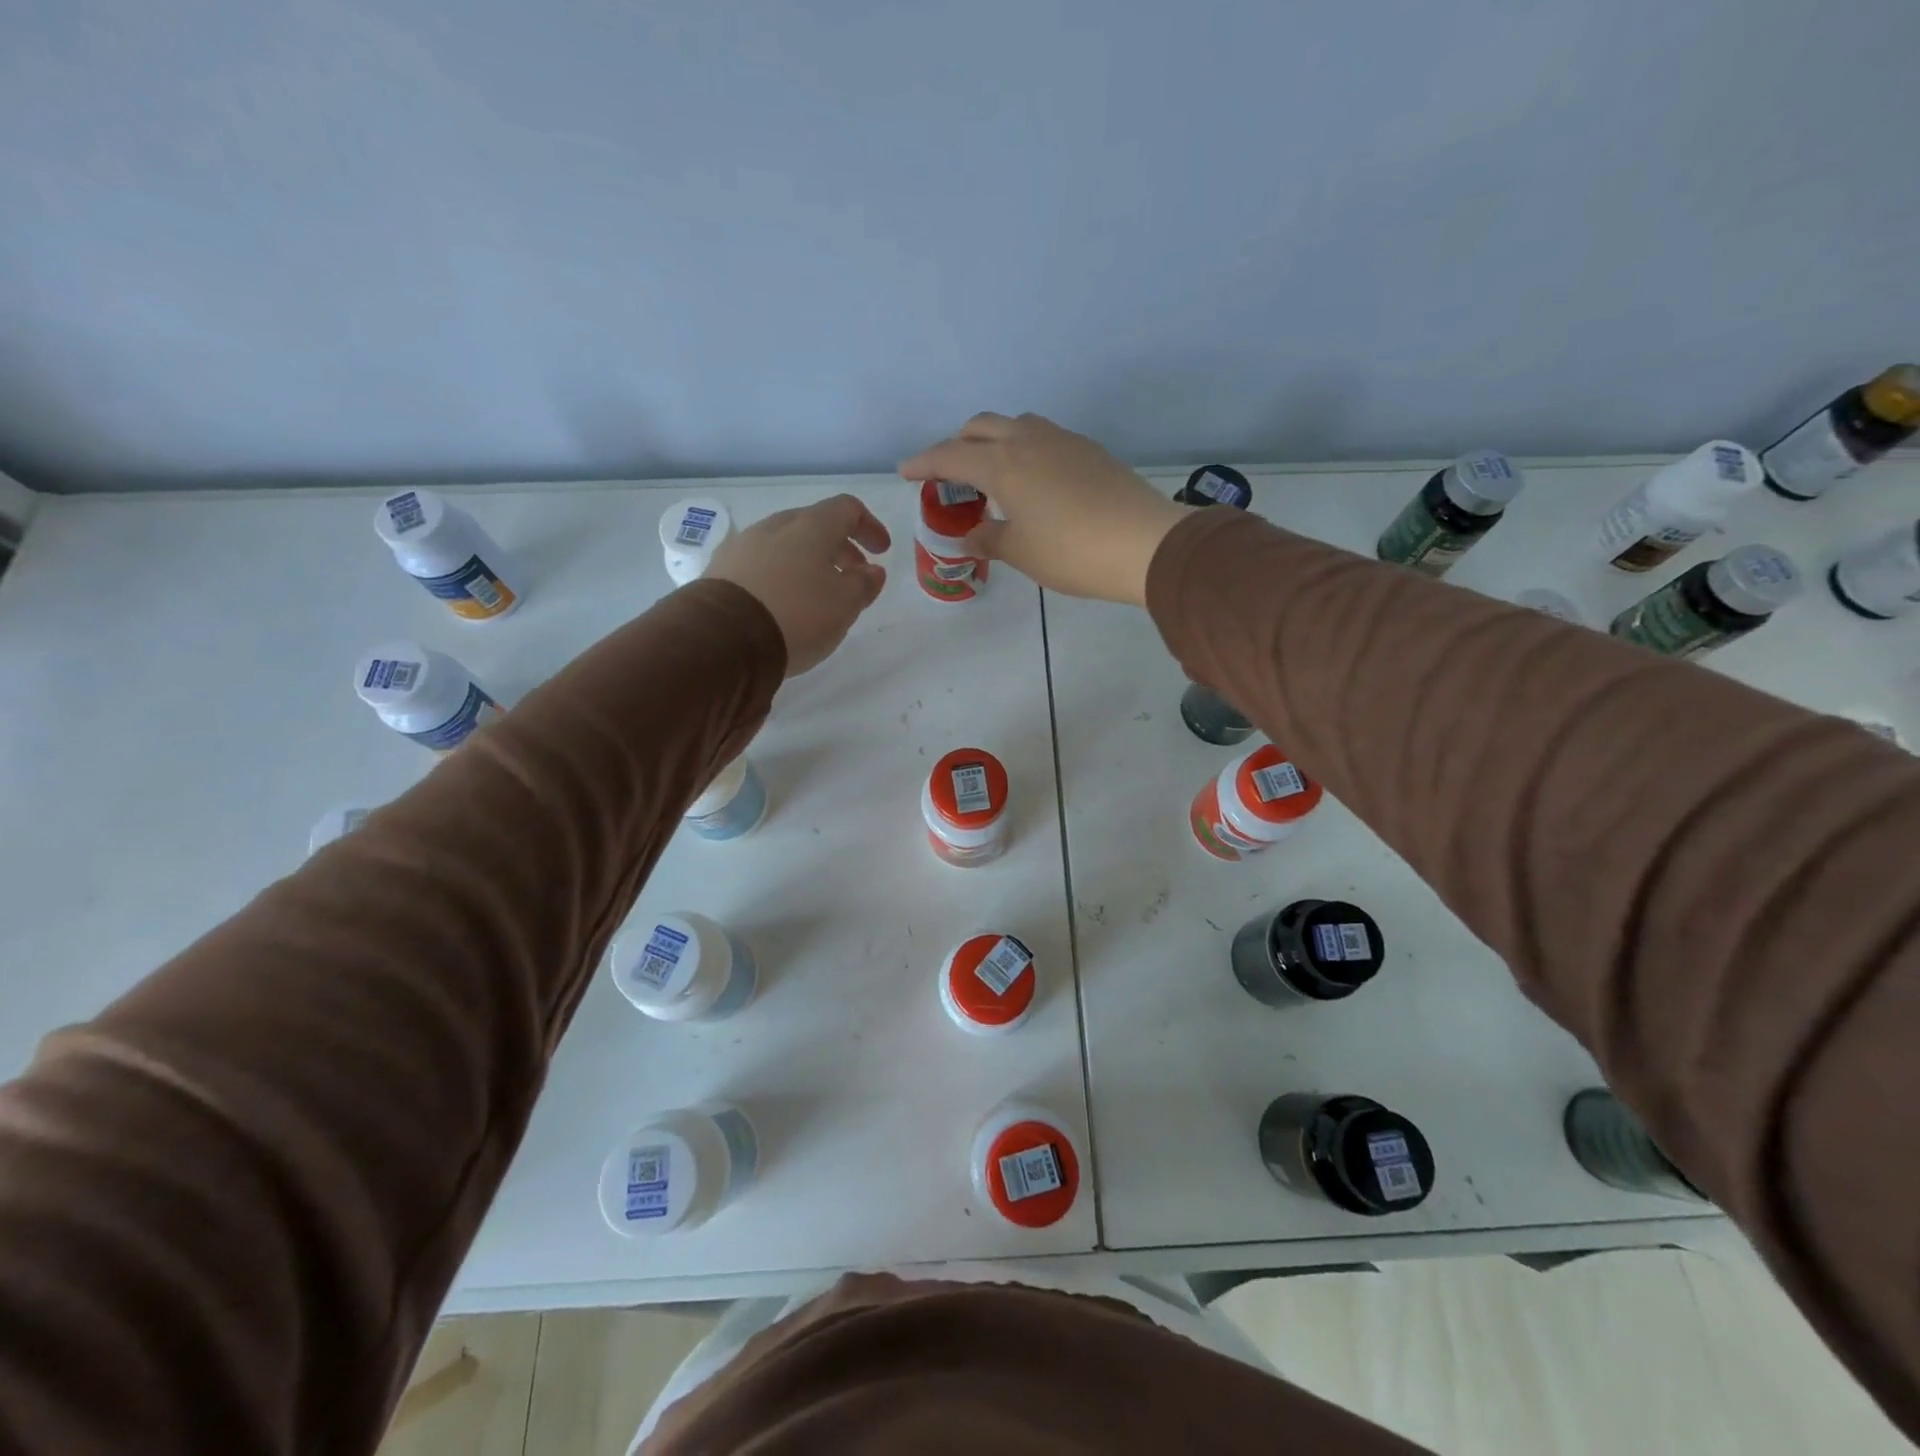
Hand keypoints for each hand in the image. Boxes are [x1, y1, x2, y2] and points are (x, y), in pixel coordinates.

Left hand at [707, 494, 890, 675]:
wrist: (723, 638)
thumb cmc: (797, 614)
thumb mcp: (845, 604)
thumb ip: (864, 584)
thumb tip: (872, 571)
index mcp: (811, 526)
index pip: (847, 508)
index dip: (870, 526)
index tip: (881, 551)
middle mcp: (776, 526)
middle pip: (814, 526)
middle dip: (839, 548)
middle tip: (853, 576)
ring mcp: (744, 545)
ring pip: (786, 545)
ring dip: (808, 563)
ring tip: (817, 595)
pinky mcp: (721, 570)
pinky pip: (762, 564)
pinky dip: (781, 576)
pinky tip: (783, 603)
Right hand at [899, 413, 1187, 605]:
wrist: (1145, 545)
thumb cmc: (1072, 552)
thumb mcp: (1021, 552)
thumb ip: (990, 539)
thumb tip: (974, 535)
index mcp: (1003, 464)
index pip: (950, 455)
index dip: (924, 463)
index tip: (905, 472)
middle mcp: (1029, 440)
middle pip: (980, 426)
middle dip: (957, 444)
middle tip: (949, 474)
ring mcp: (1063, 440)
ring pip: (1015, 424)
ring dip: (993, 440)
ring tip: (991, 474)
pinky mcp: (1089, 450)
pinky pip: (1043, 437)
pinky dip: (1023, 449)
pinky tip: (1032, 480)